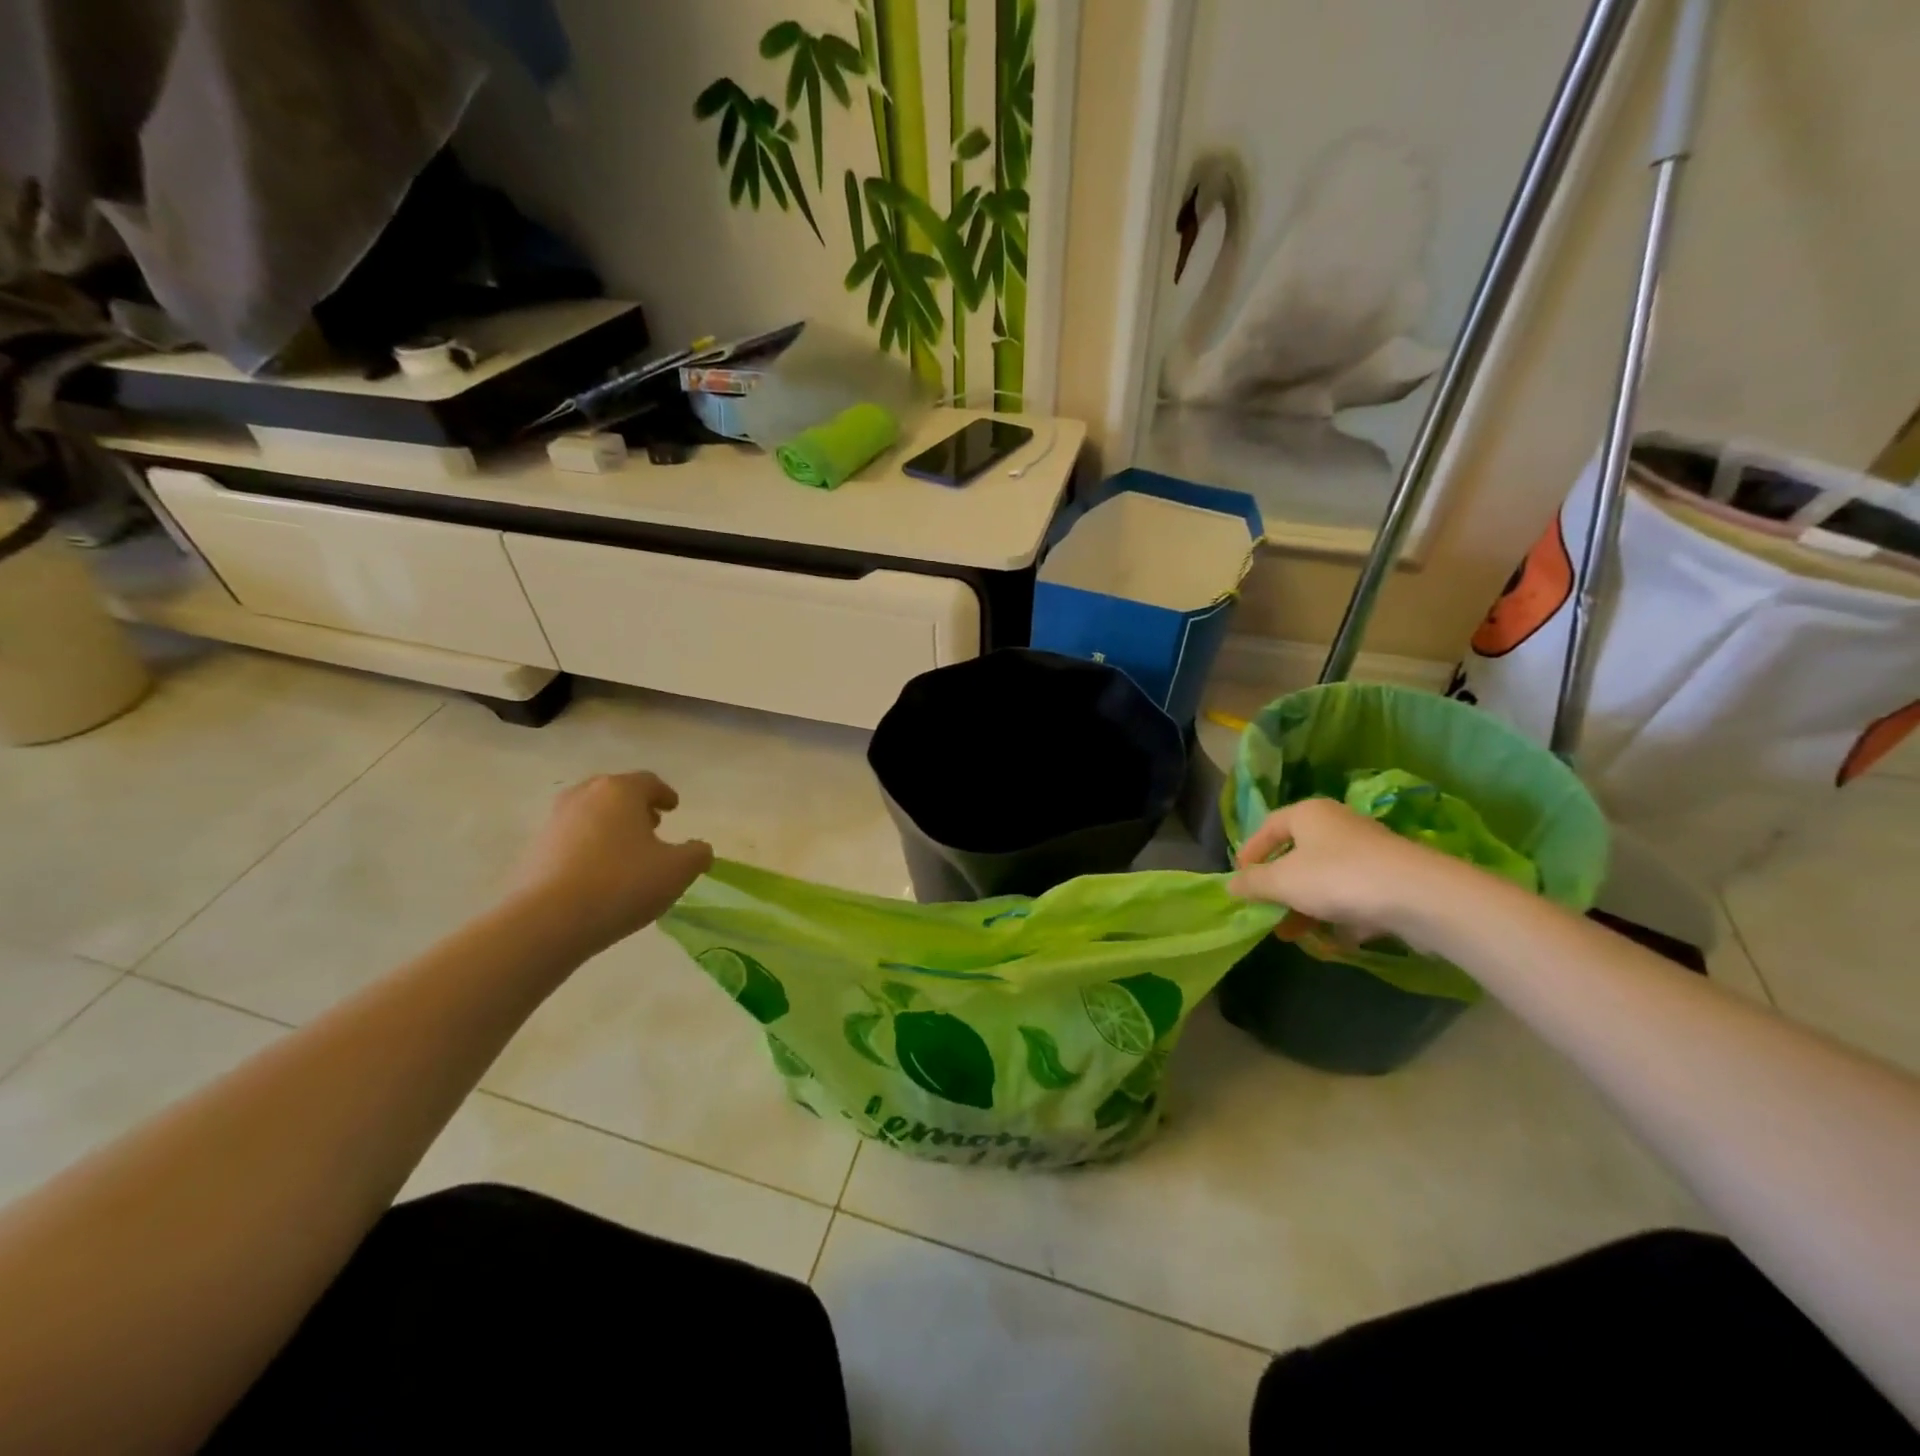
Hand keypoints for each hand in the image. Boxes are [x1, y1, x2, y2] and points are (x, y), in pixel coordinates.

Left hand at [508, 773, 712, 953]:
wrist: (548, 921)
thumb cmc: (623, 884)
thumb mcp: (677, 871)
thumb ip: (697, 854)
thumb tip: (699, 849)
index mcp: (620, 791)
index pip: (648, 781)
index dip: (664, 794)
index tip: (673, 807)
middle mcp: (584, 796)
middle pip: (614, 793)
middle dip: (634, 807)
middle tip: (651, 825)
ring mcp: (553, 822)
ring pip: (589, 814)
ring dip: (609, 826)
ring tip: (625, 852)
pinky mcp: (533, 850)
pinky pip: (569, 840)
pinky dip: (587, 847)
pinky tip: (597, 874)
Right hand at [1227, 797, 1466, 945]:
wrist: (1420, 897)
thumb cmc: (1338, 877)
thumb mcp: (1282, 881)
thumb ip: (1253, 883)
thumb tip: (1230, 885)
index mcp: (1308, 814)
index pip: (1267, 826)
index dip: (1250, 853)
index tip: (1239, 880)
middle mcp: (1337, 825)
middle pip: (1296, 854)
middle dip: (1278, 887)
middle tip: (1264, 911)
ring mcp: (1367, 852)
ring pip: (1324, 878)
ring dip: (1305, 905)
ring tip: (1292, 933)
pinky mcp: (1391, 879)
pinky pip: (1353, 895)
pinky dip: (1339, 914)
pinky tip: (1333, 939)